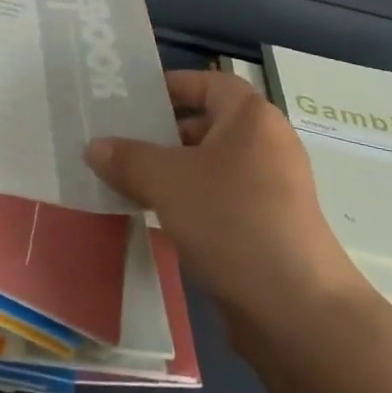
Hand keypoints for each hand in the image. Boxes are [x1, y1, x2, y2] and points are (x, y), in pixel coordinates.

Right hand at [85, 70, 364, 330]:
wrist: (296, 309)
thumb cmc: (231, 221)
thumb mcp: (167, 182)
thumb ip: (127, 158)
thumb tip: (94, 146)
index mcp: (251, 118)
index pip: (207, 83)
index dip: (170, 85)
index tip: (131, 99)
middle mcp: (266, 144)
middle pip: (207, 124)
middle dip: (162, 132)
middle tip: (117, 140)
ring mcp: (271, 188)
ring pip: (210, 165)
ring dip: (171, 170)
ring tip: (126, 178)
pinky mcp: (268, 226)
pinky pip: (220, 198)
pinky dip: (189, 200)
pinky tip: (155, 215)